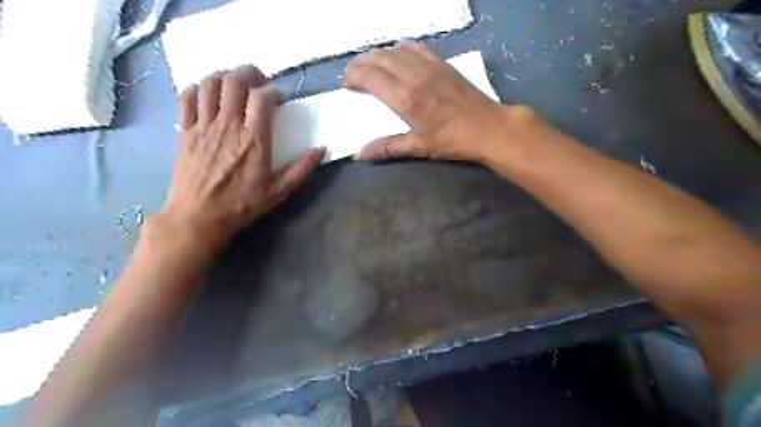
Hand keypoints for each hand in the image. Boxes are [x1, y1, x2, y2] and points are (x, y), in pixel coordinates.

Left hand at [163, 66, 324, 248]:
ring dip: (223, 76)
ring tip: (234, 83)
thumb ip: (301, 169)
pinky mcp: (184, 131)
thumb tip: (321, 150)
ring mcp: (203, 126)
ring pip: (209, 84)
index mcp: (253, 140)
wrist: (199, 217)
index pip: (261, 98)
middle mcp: (228, 126)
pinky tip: (207, 94)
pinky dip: (197, 88)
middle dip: (249, 72)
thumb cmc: (241, 205)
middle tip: (259, 80)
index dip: (272, 91)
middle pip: (234, 81)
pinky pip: (186, 98)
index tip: (278, 99)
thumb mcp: (278, 191)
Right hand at [343, 44, 542, 162]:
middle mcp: (414, 76)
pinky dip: (401, 49)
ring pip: (395, 51)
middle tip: (353, 74)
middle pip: (379, 59)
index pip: (370, 77)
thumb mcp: (418, 147)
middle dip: (360, 63)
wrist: (488, 127)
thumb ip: (387, 147)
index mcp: (405, 98)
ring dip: (377, 55)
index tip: (347, 85)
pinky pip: (416, 48)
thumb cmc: (452, 141)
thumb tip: (360, 155)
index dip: (354, 77)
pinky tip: (398, 56)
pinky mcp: (442, 64)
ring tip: (370, 65)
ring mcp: (429, 67)